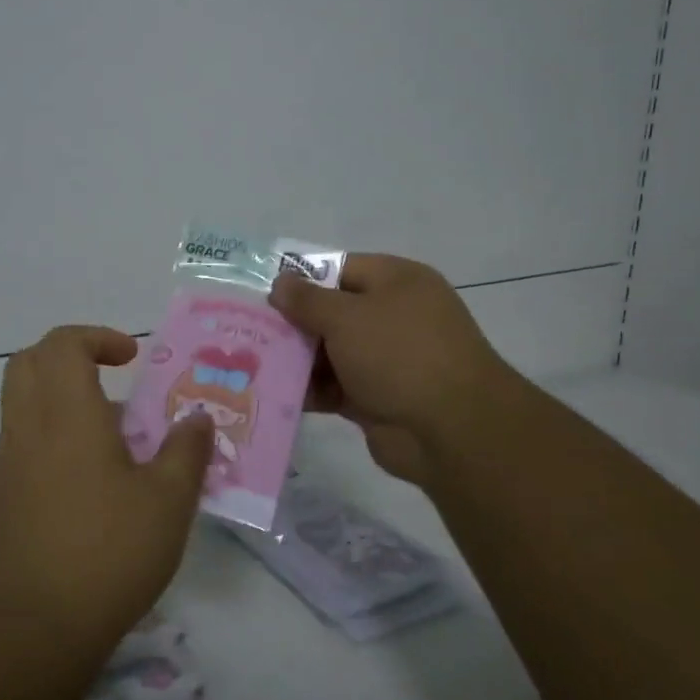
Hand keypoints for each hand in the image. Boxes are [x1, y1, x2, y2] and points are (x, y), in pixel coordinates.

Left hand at [0, 326, 213, 665]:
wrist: (28, 629)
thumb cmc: (106, 553)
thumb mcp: (167, 502)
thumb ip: (186, 452)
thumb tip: (197, 418)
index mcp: (66, 414)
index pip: (63, 344)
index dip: (97, 338)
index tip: (133, 359)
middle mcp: (29, 427)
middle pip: (30, 362)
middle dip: (70, 356)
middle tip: (112, 377)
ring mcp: (10, 463)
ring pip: (24, 402)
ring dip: (64, 398)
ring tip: (116, 434)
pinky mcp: (3, 497)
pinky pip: (25, 440)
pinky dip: (55, 434)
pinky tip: (96, 479)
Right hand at [270, 254, 524, 489]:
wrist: (452, 430)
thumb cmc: (400, 354)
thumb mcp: (347, 316)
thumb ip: (307, 300)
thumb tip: (280, 283)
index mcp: (396, 282)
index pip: (339, 269)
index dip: (300, 280)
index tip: (261, 294)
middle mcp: (393, 316)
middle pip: (331, 312)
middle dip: (292, 323)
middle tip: (247, 330)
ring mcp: (386, 360)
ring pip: (329, 353)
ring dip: (295, 359)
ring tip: (249, 363)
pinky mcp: (376, 398)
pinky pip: (333, 387)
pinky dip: (308, 390)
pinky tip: (270, 393)